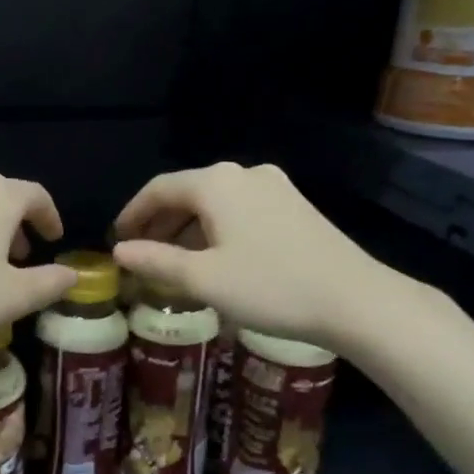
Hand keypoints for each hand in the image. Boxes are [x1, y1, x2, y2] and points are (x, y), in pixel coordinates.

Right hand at [112, 162, 421, 358]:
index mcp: (216, 183)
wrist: (356, 300)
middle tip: (141, 254)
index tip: (116, 239)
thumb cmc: (270, 287)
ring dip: (188, 229)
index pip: (159, 189)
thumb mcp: (204, 280)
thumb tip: (120, 251)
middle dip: (160, 223)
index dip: (132, 213)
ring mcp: (274, 187)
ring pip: (215, 203)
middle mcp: (244, 173)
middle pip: (188, 192)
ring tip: (174, 263)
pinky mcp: (295, 206)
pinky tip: (215, 259)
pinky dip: (216, 230)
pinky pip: (240, 210)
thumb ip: (156, 262)